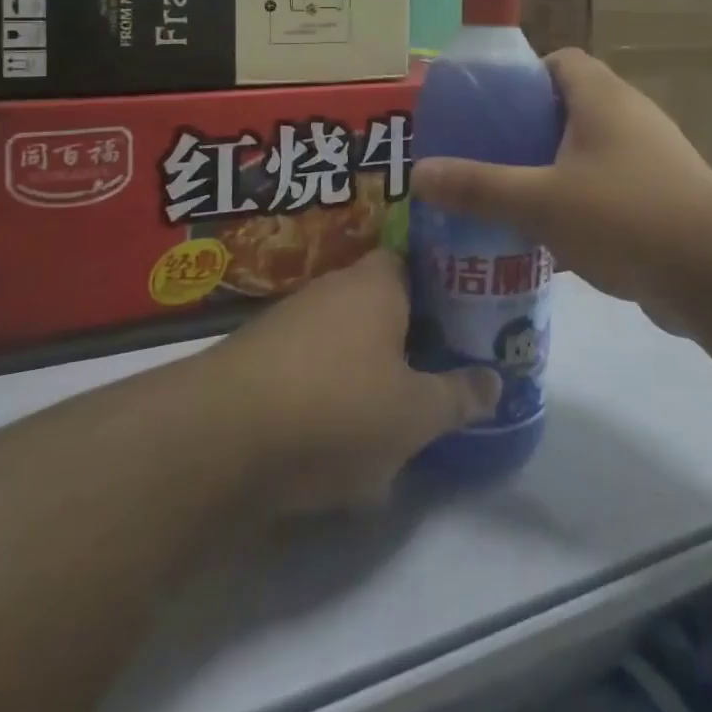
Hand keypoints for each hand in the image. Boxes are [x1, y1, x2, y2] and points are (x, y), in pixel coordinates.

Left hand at [220, 249, 499, 513]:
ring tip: (392, 425)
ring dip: (368, 376)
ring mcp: (288, 323)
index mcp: (378, 282)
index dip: (445, 289)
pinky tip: (334, 448)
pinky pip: (309, 373)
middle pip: (384, 305)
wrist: (215, 442)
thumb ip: (459, 396)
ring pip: (346, 343)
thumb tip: (496, 382)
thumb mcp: (415, 414)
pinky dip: (327, 400)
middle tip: (437, 377)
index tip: (465, 322)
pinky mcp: (254, 362)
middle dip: (410, 341)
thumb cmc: (336, 408)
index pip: (419, 263)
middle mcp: (333, 289)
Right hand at [410, 49, 711, 330]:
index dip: (521, 76)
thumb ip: (479, 188)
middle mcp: (629, 117)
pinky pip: (607, 189)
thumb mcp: (541, 201)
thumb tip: (420, 175)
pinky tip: (549, 239)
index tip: (488, 110)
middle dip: (527, 131)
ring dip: (551, 172)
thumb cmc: (624, 216)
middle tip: (486, 159)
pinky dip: (578, 205)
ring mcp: (651, 159)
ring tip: (509, 200)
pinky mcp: (661, 198)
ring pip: (587, 153)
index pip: (559, 61)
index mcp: (602, 98)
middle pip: (569, 108)